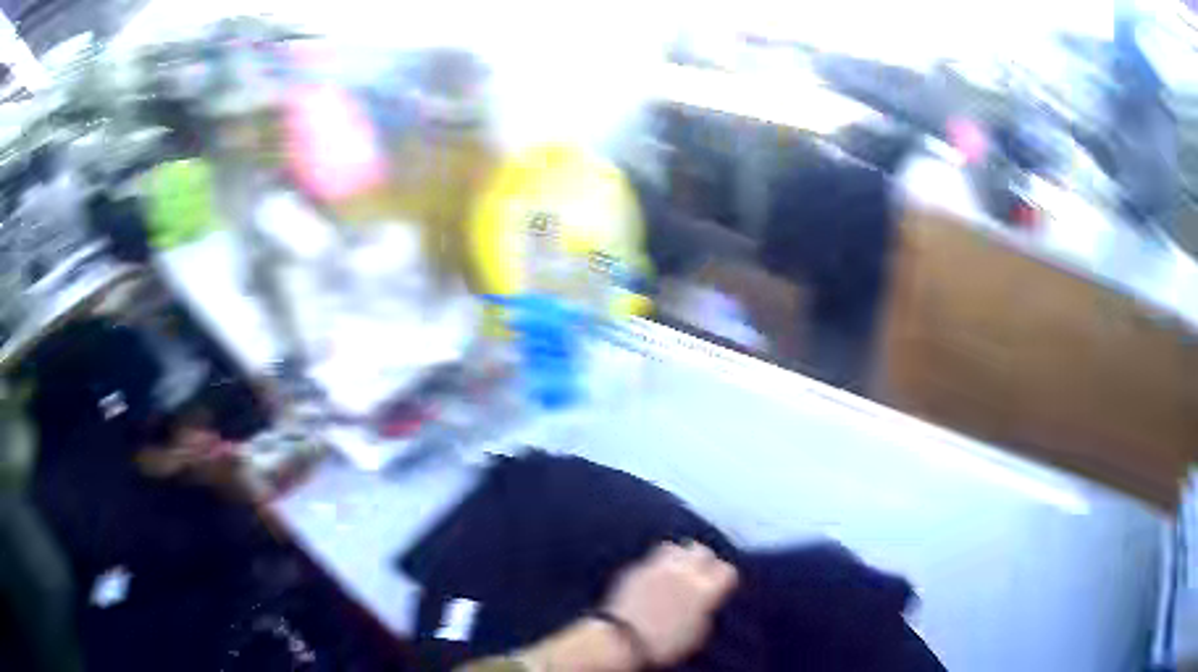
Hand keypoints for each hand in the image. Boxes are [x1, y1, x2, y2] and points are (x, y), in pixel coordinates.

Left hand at [600, 541, 738, 666]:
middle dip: (704, 561)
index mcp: (705, 590)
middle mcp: (684, 572)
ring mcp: (658, 567)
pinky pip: (651, 559)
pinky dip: (656, 565)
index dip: (724, 579)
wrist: (622, 641)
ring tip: (676, 570)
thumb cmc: (663, 646)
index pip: (726, 571)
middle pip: (702, 552)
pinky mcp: (635, 569)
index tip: (719, 587)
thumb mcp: (697, 633)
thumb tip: (705, 601)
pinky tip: (654, 579)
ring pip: (676, 547)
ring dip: (679, 556)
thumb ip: (705, 610)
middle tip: (700, 573)